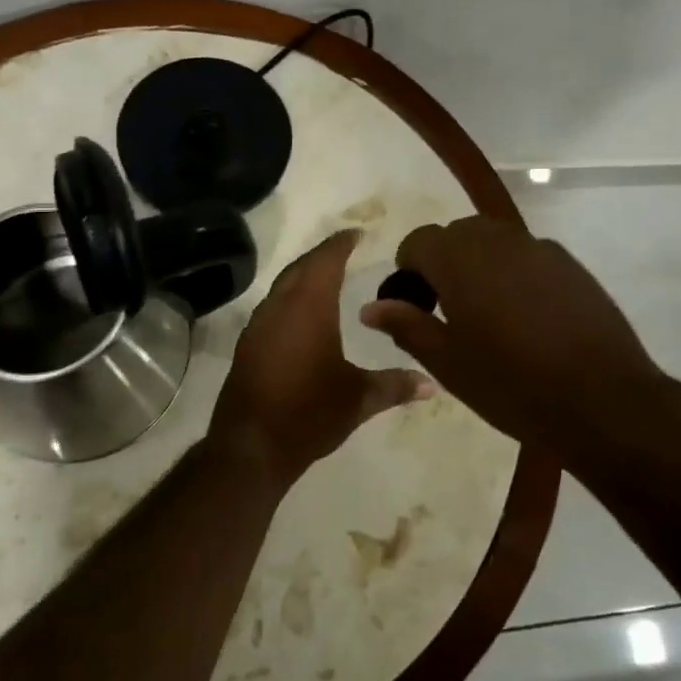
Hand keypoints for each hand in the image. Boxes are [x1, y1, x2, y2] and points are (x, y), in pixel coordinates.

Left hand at [207, 229, 433, 490]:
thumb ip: (395, 385)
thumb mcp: (359, 399)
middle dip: (322, 255)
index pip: (326, 261)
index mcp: (309, 307)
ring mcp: (259, 325)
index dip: (341, 244)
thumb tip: (432, 384)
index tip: (356, 233)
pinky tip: (302, 315)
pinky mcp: (248, 345)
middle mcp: (280, 306)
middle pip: (301, 267)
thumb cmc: (310, 413)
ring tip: (326, 277)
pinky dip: (289, 298)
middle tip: (344, 250)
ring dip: (303, 276)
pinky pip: (272, 306)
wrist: (251, 447)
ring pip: (283, 286)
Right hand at [358, 216, 662, 455]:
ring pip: (492, 240)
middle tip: (447, 311)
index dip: (408, 270)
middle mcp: (497, 240)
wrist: (604, 400)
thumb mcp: (448, 363)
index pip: (418, 241)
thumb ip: (406, 325)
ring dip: (478, 264)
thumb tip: (370, 307)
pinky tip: (527, 316)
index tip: (414, 305)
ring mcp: (539, 248)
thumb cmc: (513, 384)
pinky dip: (513, 272)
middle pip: (455, 235)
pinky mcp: (570, 264)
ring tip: (487, 313)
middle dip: (442, 263)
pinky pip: (526, 255)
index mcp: (459, 259)